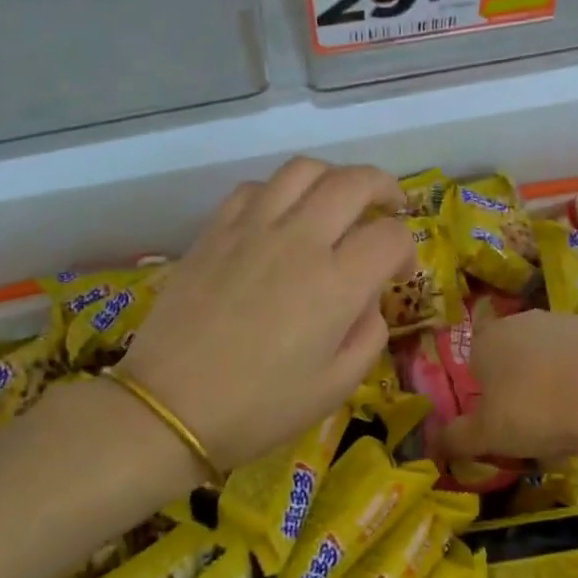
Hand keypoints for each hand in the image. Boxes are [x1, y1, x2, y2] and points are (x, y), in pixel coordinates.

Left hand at [118, 158, 414, 468]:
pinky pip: (254, 188)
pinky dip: (279, 191)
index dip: (406, 250)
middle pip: (354, 182)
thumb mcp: (337, 386)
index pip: (390, 236)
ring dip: (333, 177)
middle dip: (384, 188)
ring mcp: (252, 229)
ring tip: (338, 200)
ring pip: (303, 170)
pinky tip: (281, 216)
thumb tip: (368, 300)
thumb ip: (369, 335)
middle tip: (390, 207)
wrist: (170, 408)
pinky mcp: (215, 231)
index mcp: (337, 283)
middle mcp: (299, 241)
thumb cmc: (260, 408)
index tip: (399, 273)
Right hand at [440, 309, 577, 461]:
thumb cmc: (536, 411)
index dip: (488, 393)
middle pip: (518, 354)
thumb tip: (431, 443)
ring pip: (557, 351)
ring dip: (561, 376)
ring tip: (577, 417)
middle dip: (525, 383)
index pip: (477, 363)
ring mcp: (569, 318)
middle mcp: (525, 319)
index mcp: (489, 340)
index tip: (504, 421)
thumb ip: (456, 439)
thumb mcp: (488, 437)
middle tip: (539, 423)